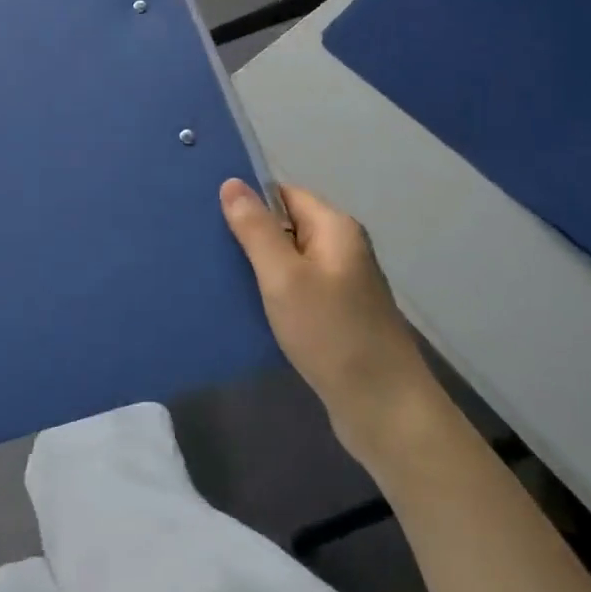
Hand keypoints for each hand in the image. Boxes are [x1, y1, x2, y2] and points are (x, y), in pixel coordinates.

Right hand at [220, 179, 442, 464]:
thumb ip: (256, 229)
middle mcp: (342, 248)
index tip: (208, 214)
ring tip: (217, 276)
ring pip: (290, 261)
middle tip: (206, 248)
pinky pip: (298, 290)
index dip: (249, 200)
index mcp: (335, 228)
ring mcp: (342, 284)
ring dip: (259, 268)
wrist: (384, 410)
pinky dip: (273, 294)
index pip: (284, 194)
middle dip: (249, 235)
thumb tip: (232, 182)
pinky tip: (246, 308)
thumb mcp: (284, 276)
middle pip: (287, 226)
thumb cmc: (331, 334)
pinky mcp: (338, 315)